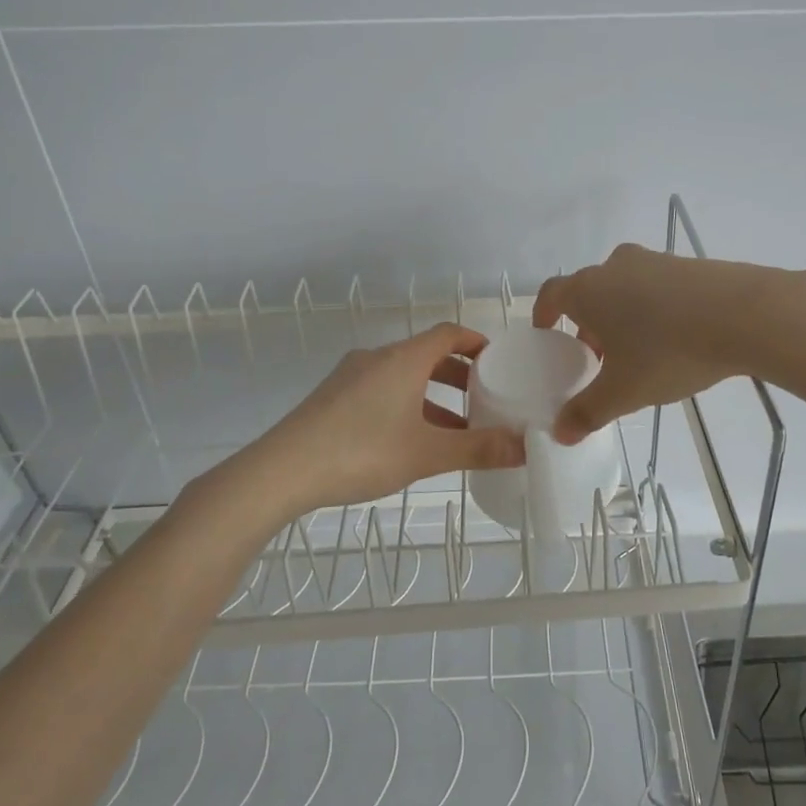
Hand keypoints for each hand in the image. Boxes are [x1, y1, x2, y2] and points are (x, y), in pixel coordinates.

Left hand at [236, 323, 523, 517]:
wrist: (281, 471)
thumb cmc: (362, 452)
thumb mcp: (426, 453)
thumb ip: (478, 449)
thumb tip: (524, 447)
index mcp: (403, 359)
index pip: (448, 333)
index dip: (477, 343)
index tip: (499, 361)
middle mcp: (377, 358)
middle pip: (427, 355)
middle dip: (459, 375)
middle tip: (485, 398)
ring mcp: (351, 377)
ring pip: (403, 376)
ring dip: (433, 395)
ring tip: (456, 428)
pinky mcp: (333, 398)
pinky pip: (382, 390)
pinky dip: (407, 405)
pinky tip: (412, 440)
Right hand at [532, 244, 790, 443]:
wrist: (745, 315)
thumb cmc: (668, 351)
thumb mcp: (624, 391)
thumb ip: (587, 412)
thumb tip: (560, 433)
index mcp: (588, 290)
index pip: (552, 294)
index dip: (544, 313)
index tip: (546, 332)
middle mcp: (615, 267)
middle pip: (589, 291)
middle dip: (587, 322)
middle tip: (595, 355)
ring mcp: (655, 260)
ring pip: (624, 287)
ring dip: (621, 314)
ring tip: (637, 350)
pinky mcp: (689, 264)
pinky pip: (657, 286)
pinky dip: (653, 307)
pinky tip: (674, 336)